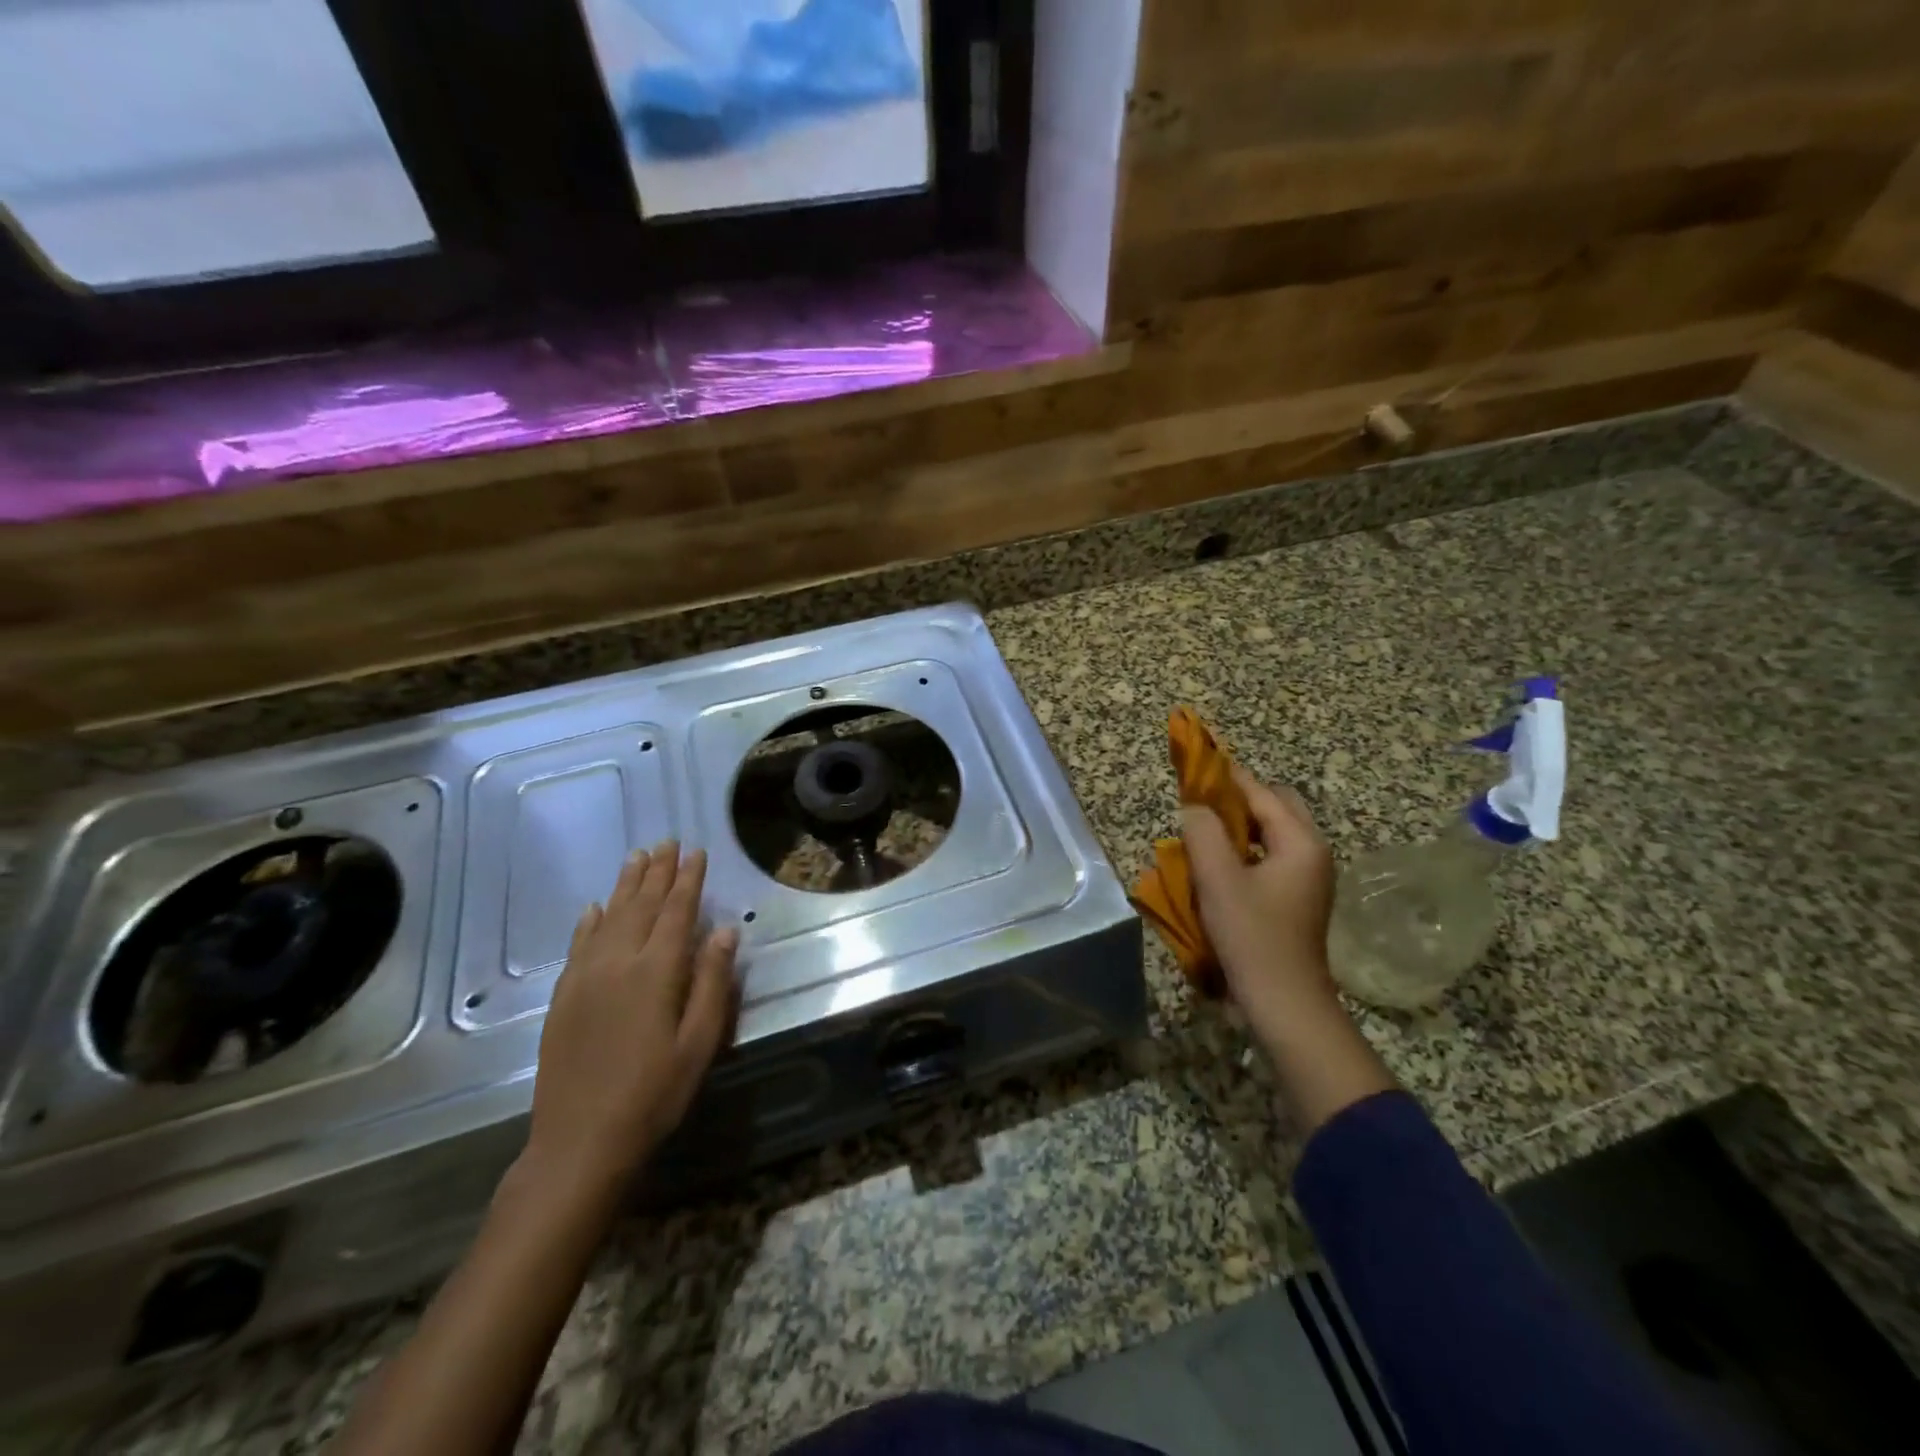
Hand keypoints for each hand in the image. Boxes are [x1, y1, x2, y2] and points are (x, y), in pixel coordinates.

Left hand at [523, 843, 738, 1200]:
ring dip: (625, 886)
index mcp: (656, 971)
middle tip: (667, 842)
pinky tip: (594, 908)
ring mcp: (585, 978)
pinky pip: (577, 945)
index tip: (696, 851)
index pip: (676, 912)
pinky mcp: (564, 997)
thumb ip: (713, 981)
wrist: (580, 1141)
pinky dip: (589, 921)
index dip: (688, 880)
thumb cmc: (654, 1093)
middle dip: (657, 872)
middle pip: (641, 906)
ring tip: (637, 857)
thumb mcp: (700, 1041)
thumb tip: (724, 930)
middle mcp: (618, 963)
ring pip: (608, 917)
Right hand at [1180, 767, 1339, 1040]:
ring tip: (1204, 829)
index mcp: (1300, 842)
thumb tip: (1195, 807)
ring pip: (1273, 832)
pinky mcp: (1298, 897)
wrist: (1284, 1003)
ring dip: (1241, 824)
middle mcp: (1312, 852)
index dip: (1226, 776)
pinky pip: (1271, 855)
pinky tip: (1219, 863)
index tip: (1196, 762)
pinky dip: (1246, 848)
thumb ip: (1203, 832)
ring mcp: (1309, 876)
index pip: (1260, 792)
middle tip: (1200, 802)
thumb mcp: (1218, 879)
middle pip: (1275, 806)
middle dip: (1238, 798)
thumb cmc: (1252, 936)